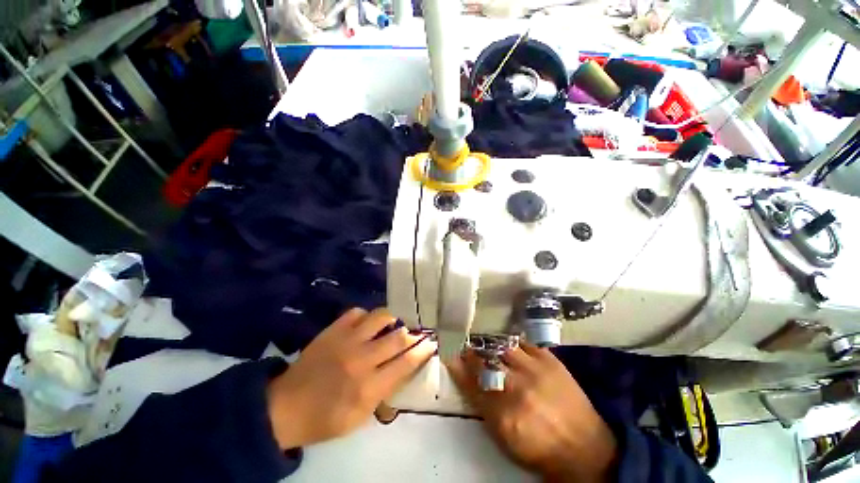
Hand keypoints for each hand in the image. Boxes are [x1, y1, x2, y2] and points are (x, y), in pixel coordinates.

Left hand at [267, 308, 435, 447]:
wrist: (284, 407)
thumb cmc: (325, 419)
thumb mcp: (360, 418)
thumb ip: (385, 393)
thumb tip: (403, 369)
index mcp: (369, 388)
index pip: (406, 363)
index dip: (423, 350)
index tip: (431, 343)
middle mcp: (362, 360)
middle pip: (398, 337)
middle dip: (413, 334)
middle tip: (416, 332)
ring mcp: (346, 341)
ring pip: (381, 317)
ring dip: (393, 319)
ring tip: (394, 323)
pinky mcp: (333, 330)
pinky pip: (357, 312)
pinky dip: (366, 316)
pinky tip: (366, 324)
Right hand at [447, 344, 616, 482]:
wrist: (585, 447)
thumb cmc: (539, 448)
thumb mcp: (504, 437)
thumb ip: (481, 405)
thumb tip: (463, 376)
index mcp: (502, 414)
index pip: (469, 381)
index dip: (456, 363)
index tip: (448, 350)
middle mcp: (516, 387)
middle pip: (484, 359)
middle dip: (470, 349)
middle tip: (464, 342)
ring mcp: (534, 369)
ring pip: (501, 346)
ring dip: (488, 342)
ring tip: (482, 339)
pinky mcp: (549, 359)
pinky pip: (522, 341)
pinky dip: (510, 341)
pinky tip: (506, 342)